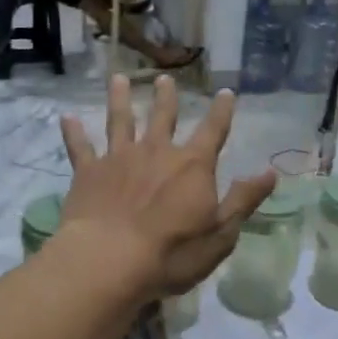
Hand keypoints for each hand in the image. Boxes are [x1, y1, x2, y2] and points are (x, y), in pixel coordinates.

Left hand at [59, 75, 275, 300]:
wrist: (109, 260)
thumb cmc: (172, 252)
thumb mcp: (221, 233)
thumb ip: (244, 200)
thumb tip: (271, 173)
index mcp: (192, 165)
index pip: (213, 131)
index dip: (222, 111)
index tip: (226, 92)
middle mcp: (157, 151)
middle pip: (164, 117)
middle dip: (166, 98)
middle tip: (165, 78)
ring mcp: (119, 158)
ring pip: (121, 121)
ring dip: (121, 99)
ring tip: (119, 79)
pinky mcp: (88, 172)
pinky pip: (80, 147)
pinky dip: (74, 132)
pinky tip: (66, 117)